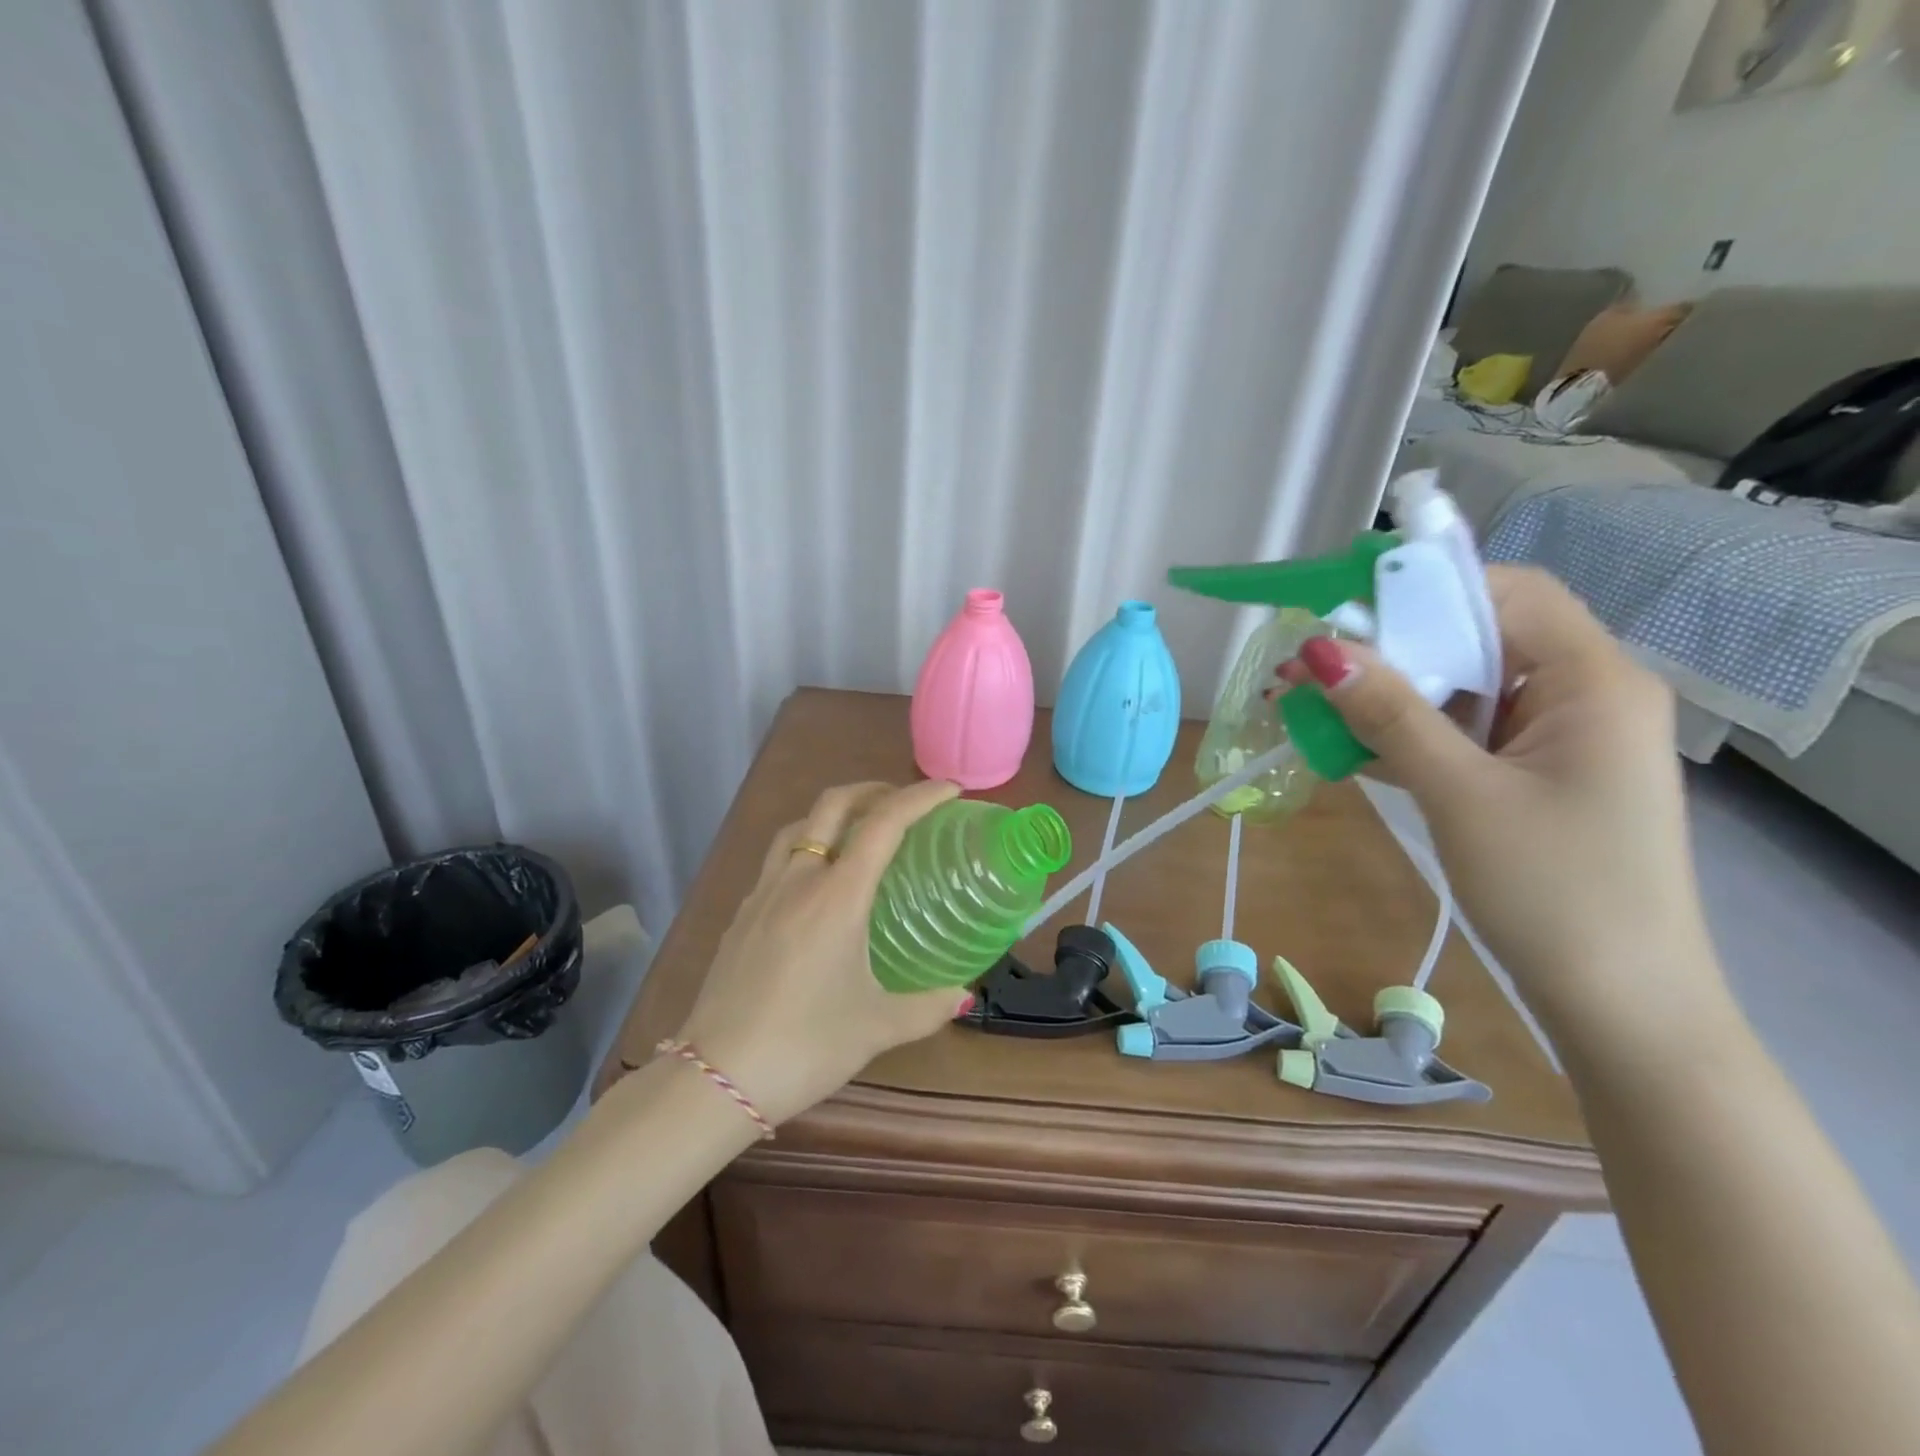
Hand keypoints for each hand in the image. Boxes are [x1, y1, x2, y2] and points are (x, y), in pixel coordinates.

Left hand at [672, 779, 969, 1127]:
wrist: (714, 1079)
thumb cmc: (804, 1045)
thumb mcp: (876, 1028)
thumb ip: (927, 1007)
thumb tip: (963, 996)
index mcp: (837, 896)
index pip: (884, 824)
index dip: (920, 798)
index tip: (951, 791)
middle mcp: (797, 881)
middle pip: (832, 805)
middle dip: (872, 791)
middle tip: (903, 804)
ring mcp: (762, 895)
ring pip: (798, 828)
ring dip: (833, 815)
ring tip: (859, 835)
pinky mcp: (741, 917)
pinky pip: (777, 862)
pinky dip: (806, 850)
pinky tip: (817, 889)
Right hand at [1280, 565, 1722, 1028]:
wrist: (1622, 1009)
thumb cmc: (1555, 893)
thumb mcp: (1460, 794)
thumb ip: (1391, 715)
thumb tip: (1320, 648)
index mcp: (1594, 680)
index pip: (1506, 593)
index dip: (1421, 588)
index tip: (1341, 608)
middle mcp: (1583, 694)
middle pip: (1475, 637)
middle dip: (1388, 647)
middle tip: (1307, 664)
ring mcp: (1557, 739)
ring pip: (1460, 688)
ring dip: (1387, 694)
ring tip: (1309, 703)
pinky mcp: (1532, 776)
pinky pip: (1460, 732)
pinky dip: (1406, 733)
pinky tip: (1346, 745)